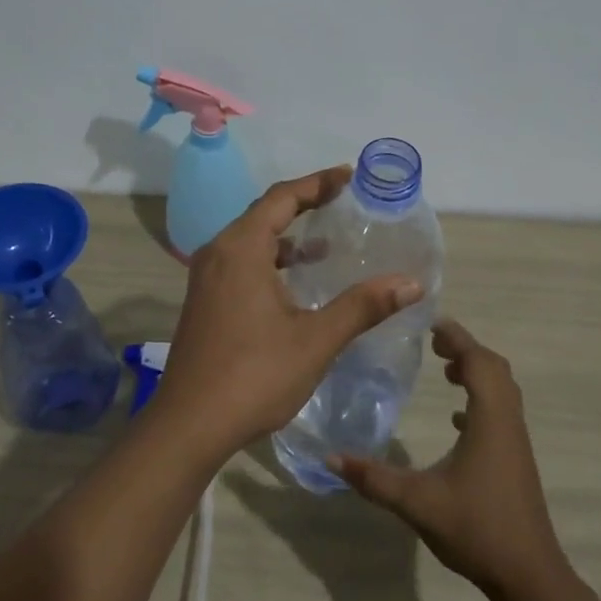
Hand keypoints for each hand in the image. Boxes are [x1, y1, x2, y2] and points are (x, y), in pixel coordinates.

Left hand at [151, 167, 423, 462]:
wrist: (189, 424)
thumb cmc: (254, 376)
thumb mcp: (315, 339)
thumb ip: (362, 306)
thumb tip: (411, 283)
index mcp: (241, 249)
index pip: (282, 198)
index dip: (318, 183)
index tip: (349, 176)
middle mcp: (217, 253)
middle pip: (263, 213)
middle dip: (303, 204)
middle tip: (342, 202)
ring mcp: (206, 279)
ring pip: (250, 241)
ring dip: (286, 236)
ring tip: (326, 244)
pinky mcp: (204, 302)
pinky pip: (240, 263)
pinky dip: (270, 261)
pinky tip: (294, 284)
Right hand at [329, 318, 569, 600]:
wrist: (528, 575)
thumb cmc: (476, 529)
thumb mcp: (417, 502)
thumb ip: (373, 478)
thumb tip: (329, 458)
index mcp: (490, 420)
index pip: (478, 362)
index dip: (457, 338)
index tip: (430, 323)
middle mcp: (508, 423)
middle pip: (495, 369)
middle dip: (466, 350)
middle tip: (434, 343)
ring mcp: (515, 443)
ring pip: (501, 391)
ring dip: (476, 373)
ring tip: (444, 371)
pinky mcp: (515, 460)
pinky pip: (500, 414)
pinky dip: (480, 402)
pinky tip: (457, 420)